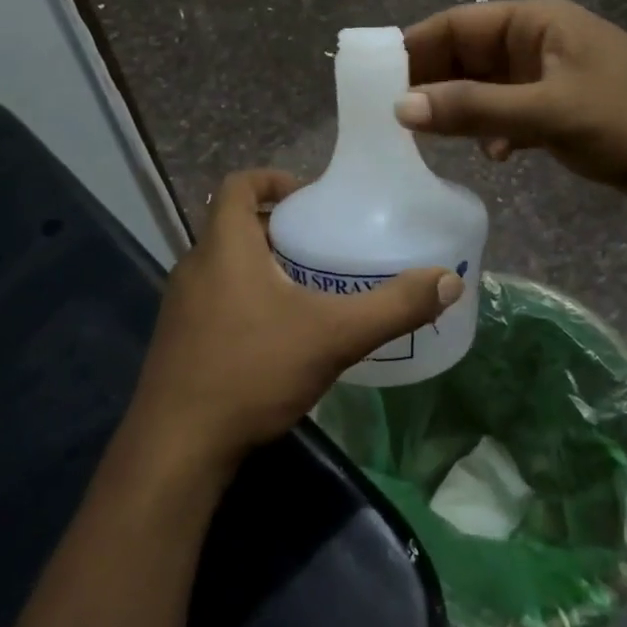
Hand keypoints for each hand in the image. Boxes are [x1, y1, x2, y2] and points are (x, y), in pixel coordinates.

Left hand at [126, 169, 462, 475]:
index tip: (310, 196)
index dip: (273, 179)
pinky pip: (215, 298)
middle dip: (279, 228)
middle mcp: (195, 266)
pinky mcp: (178, 339)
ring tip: (310, 287)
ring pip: (225, 265)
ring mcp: (180, 306)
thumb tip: (449, 281)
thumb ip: (393, 307)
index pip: (238, 185)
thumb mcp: (334, 336)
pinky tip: (279, 334)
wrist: (177, 448)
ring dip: (263, 265)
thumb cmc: (252, 371)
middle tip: (323, 244)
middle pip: (235, 225)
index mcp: (224, 247)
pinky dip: (247, 298)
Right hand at [397, 0, 626, 210]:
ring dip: (457, 111)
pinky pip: (506, 115)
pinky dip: (491, 132)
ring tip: (422, 139)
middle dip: (430, 84)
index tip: (372, 79)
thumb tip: (401, 107)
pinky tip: (492, 158)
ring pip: (483, 88)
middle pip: (465, 56)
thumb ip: (477, 109)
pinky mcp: (556, 112)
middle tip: (388, 118)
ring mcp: (546, 79)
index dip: (413, 48)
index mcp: (535, 23)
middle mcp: (535, 44)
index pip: (457, 25)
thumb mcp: (550, 112)